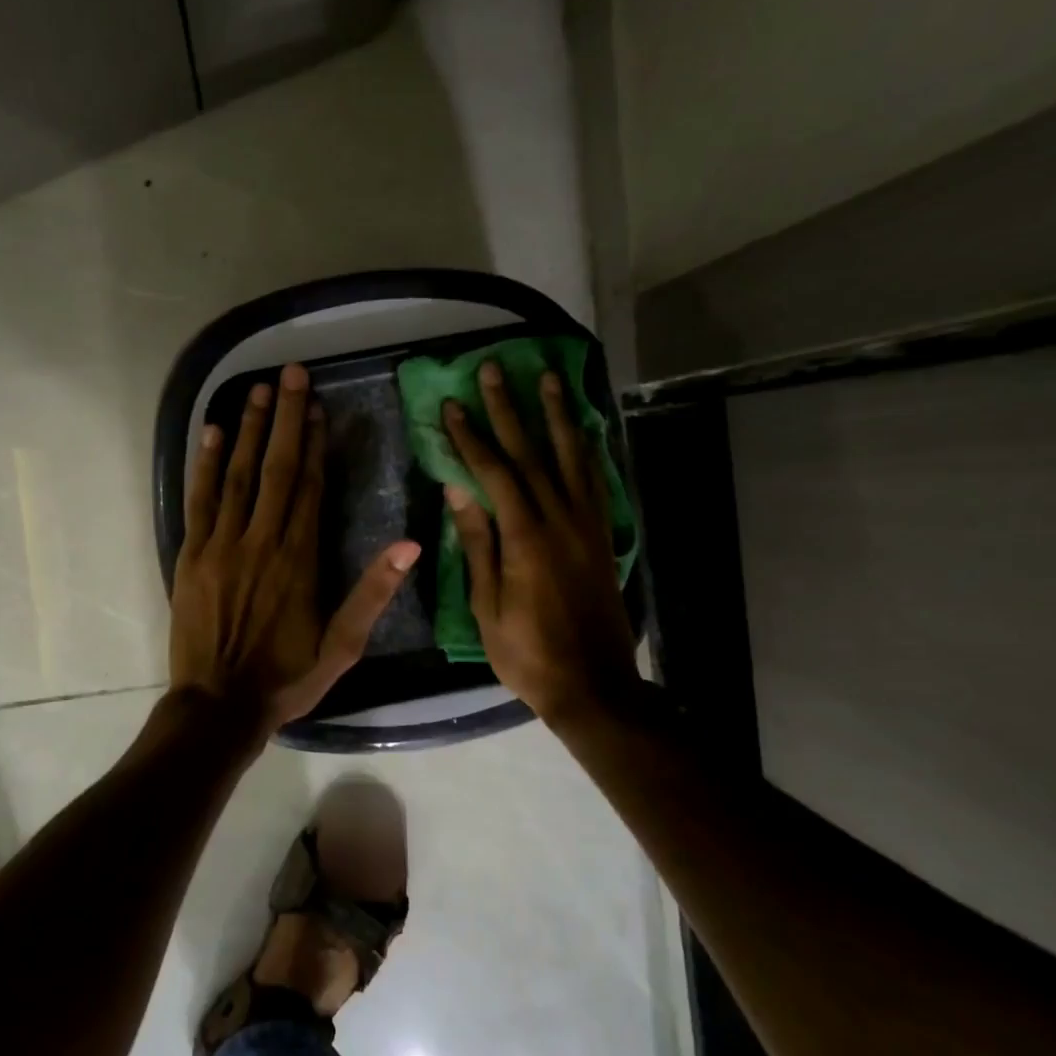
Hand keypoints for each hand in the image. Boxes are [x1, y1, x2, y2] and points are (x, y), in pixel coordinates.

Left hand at [172, 363, 419, 738]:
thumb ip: (373, 594)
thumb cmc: (286, 679)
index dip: (316, 444)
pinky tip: (214, 433)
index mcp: (299, 558)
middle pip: (277, 467)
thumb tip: (410, 545)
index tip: (319, 407)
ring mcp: (221, 544)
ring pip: (238, 474)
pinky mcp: (191, 555)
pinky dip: (206, 464)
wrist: (218, 707)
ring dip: (250, 429)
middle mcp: (261, 540)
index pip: (310, 486)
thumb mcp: (342, 647)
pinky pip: (199, 500)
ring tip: (258, 389)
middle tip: (291, 373)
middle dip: (286, 417)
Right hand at [443, 361, 637, 726]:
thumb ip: (478, 544)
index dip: (470, 436)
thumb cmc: (527, 652)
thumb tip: (459, 491)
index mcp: (525, 537)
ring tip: (547, 378)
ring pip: (571, 457)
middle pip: (531, 452)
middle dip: (509, 408)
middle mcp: (560, 519)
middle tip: (493, 370)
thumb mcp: (486, 605)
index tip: (452, 404)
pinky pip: (595, 481)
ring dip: (556, 414)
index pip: (493, 472)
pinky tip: (581, 429)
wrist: (593, 685)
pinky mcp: (603, 536)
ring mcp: (587, 525)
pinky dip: (586, 449)